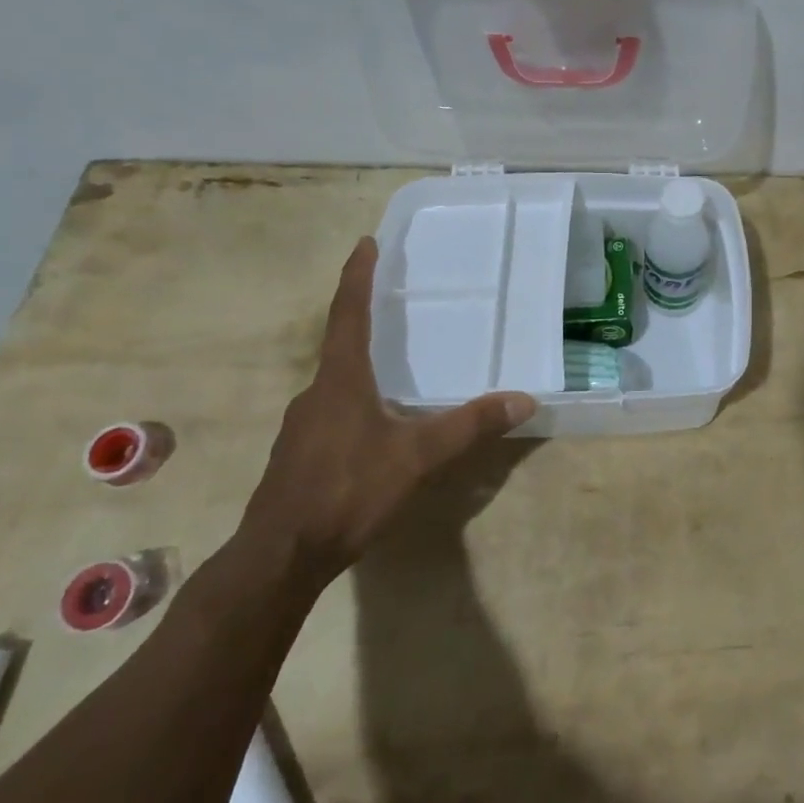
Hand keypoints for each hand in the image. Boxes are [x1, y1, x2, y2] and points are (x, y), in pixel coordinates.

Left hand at [239, 237, 535, 586]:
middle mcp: (316, 394)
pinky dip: (355, 403)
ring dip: (361, 367)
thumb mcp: (418, 458)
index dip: (356, 276)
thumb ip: (470, 426)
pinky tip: (375, 427)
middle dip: (365, 321)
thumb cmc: (347, 492)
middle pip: (340, 345)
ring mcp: (302, 427)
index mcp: (341, 380)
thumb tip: (524, 399)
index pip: (348, 314)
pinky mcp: (299, 456)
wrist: (279, 559)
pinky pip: (332, 413)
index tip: (365, 243)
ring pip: (336, 384)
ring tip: (393, 368)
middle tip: (393, 305)